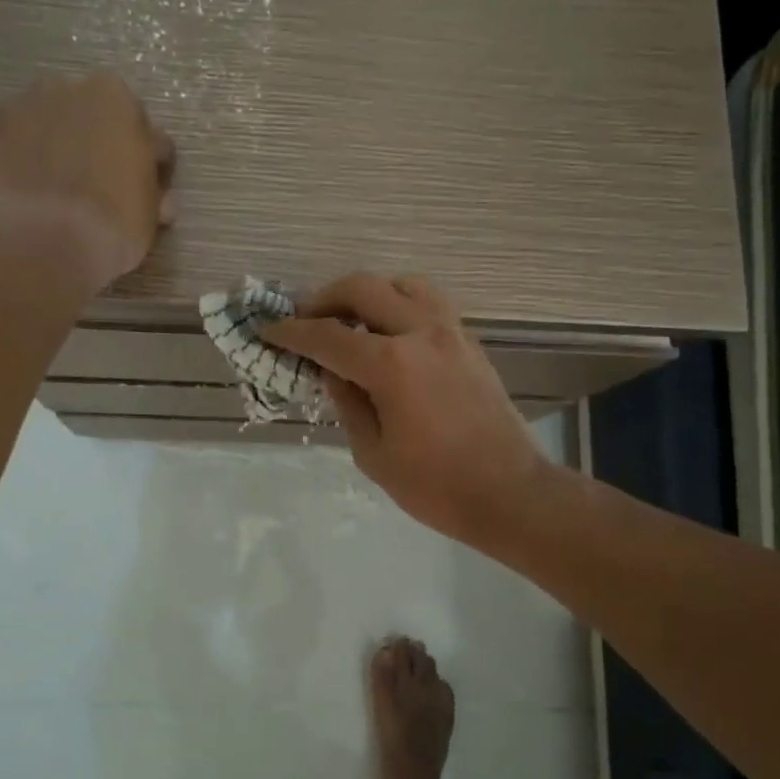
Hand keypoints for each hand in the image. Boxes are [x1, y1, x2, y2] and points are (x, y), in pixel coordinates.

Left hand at [0, 52, 176, 285]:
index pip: (142, 132)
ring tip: (43, 174)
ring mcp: (22, 103)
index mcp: (119, 101)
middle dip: (93, 143)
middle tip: (94, 187)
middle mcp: (71, 88)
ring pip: (39, 113)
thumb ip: (149, 193)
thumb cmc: (112, 226)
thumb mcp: (149, 215)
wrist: (46, 242)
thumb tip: (157, 199)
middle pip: (88, 115)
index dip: (142, 165)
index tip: (138, 191)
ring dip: (44, 132)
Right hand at [262, 274, 548, 544]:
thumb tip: (331, 371)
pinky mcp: (469, 342)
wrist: (509, 493)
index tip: (269, 331)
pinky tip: (389, 334)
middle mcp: (421, 333)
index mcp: (392, 365)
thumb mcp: (373, 454)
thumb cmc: (436, 486)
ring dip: (368, 294)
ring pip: (402, 285)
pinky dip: (400, 304)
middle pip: (363, 289)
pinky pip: (429, 303)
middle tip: (306, 321)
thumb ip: (347, 403)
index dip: (293, 333)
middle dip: (325, 299)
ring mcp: (451, 332)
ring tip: (350, 320)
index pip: (328, 336)